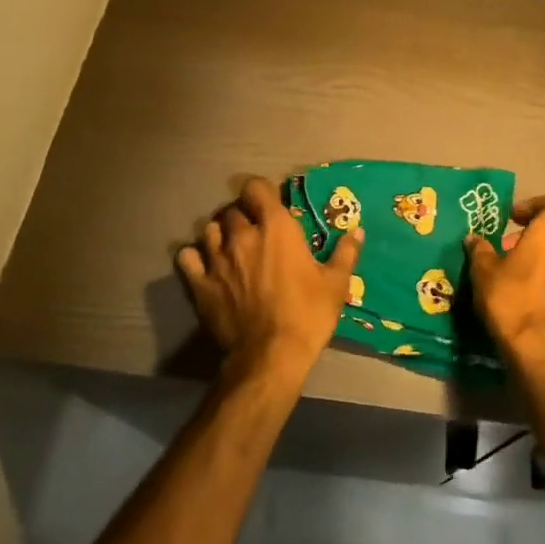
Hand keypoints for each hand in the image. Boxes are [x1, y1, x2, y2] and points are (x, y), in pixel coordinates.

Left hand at [177, 176, 362, 384]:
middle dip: (243, 215)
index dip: (261, 192)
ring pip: (209, 229)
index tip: (269, 204)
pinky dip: (195, 256)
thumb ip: (345, 253)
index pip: (255, 187)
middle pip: (232, 210)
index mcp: (276, 227)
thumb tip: (357, 231)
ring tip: (230, 246)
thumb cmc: (308, 314)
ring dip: (220, 233)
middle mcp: (242, 235)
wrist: (271, 355)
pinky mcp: (200, 283)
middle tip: (254, 231)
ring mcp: (217, 258)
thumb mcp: (336, 284)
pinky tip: (204, 264)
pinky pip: (187, 256)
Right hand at [466, 194, 544, 373]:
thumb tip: (474, 238)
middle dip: (542, 233)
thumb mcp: (484, 272)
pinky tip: (542, 301)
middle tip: (516, 247)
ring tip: (528, 275)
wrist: (543, 352)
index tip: (513, 218)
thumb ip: (481, 250)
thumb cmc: (512, 300)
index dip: (534, 205)